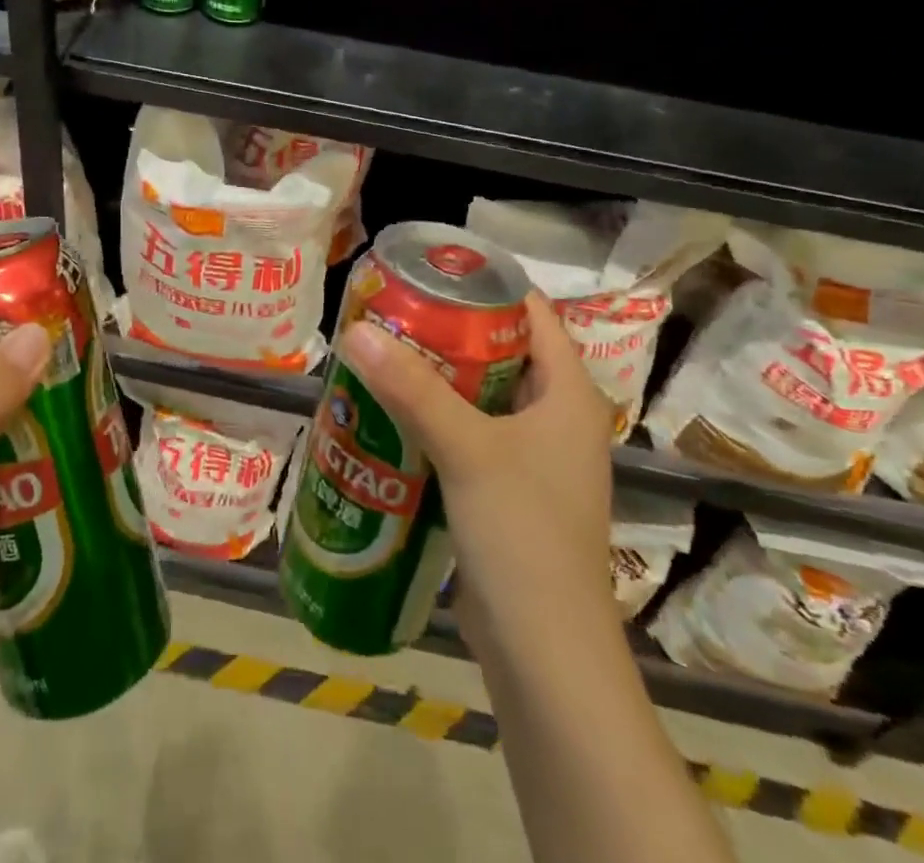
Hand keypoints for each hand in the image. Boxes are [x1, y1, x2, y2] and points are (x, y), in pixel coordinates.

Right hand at [337, 291, 617, 653]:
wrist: (544, 654)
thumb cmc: (524, 535)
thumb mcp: (467, 450)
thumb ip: (412, 389)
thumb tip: (356, 330)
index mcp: (568, 394)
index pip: (532, 313)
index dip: (485, 284)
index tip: (428, 269)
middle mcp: (555, 418)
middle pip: (499, 351)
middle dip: (446, 330)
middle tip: (390, 310)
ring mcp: (532, 458)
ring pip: (478, 396)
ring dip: (434, 377)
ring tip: (380, 353)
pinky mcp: (506, 492)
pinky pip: (467, 436)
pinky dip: (432, 420)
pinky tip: (387, 415)